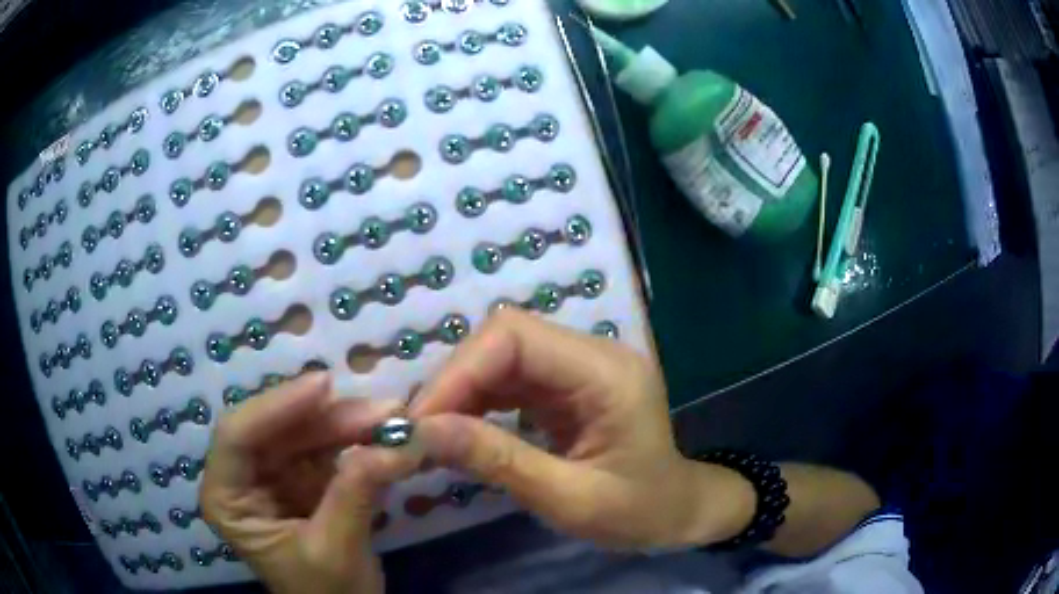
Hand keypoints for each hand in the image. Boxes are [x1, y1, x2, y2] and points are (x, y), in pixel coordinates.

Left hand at [200, 373, 420, 593]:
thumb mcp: (335, 551)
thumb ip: (355, 496)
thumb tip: (392, 446)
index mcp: (227, 499)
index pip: (238, 437)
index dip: (277, 406)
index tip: (326, 386)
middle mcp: (241, 479)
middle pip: (275, 430)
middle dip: (327, 418)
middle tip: (382, 409)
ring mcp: (272, 476)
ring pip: (303, 433)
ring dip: (347, 425)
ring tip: (392, 419)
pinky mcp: (301, 479)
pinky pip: (324, 448)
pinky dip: (354, 441)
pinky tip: (382, 437)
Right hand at [410, 309, 754, 549]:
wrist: (676, 512)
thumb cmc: (638, 512)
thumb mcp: (571, 500)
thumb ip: (499, 462)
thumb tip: (423, 431)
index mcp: (607, 373)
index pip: (516, 337)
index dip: (460, 371)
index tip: (421, 421)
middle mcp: (592, 355)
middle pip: (504, 338)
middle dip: (455, 381)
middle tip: (421, 431)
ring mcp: (579, 367)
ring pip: (500, 356)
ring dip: (461, 391)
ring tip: (432, 434)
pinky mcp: (565, 385)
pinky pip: (509, 378)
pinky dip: (477, 401)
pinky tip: (460, 431)